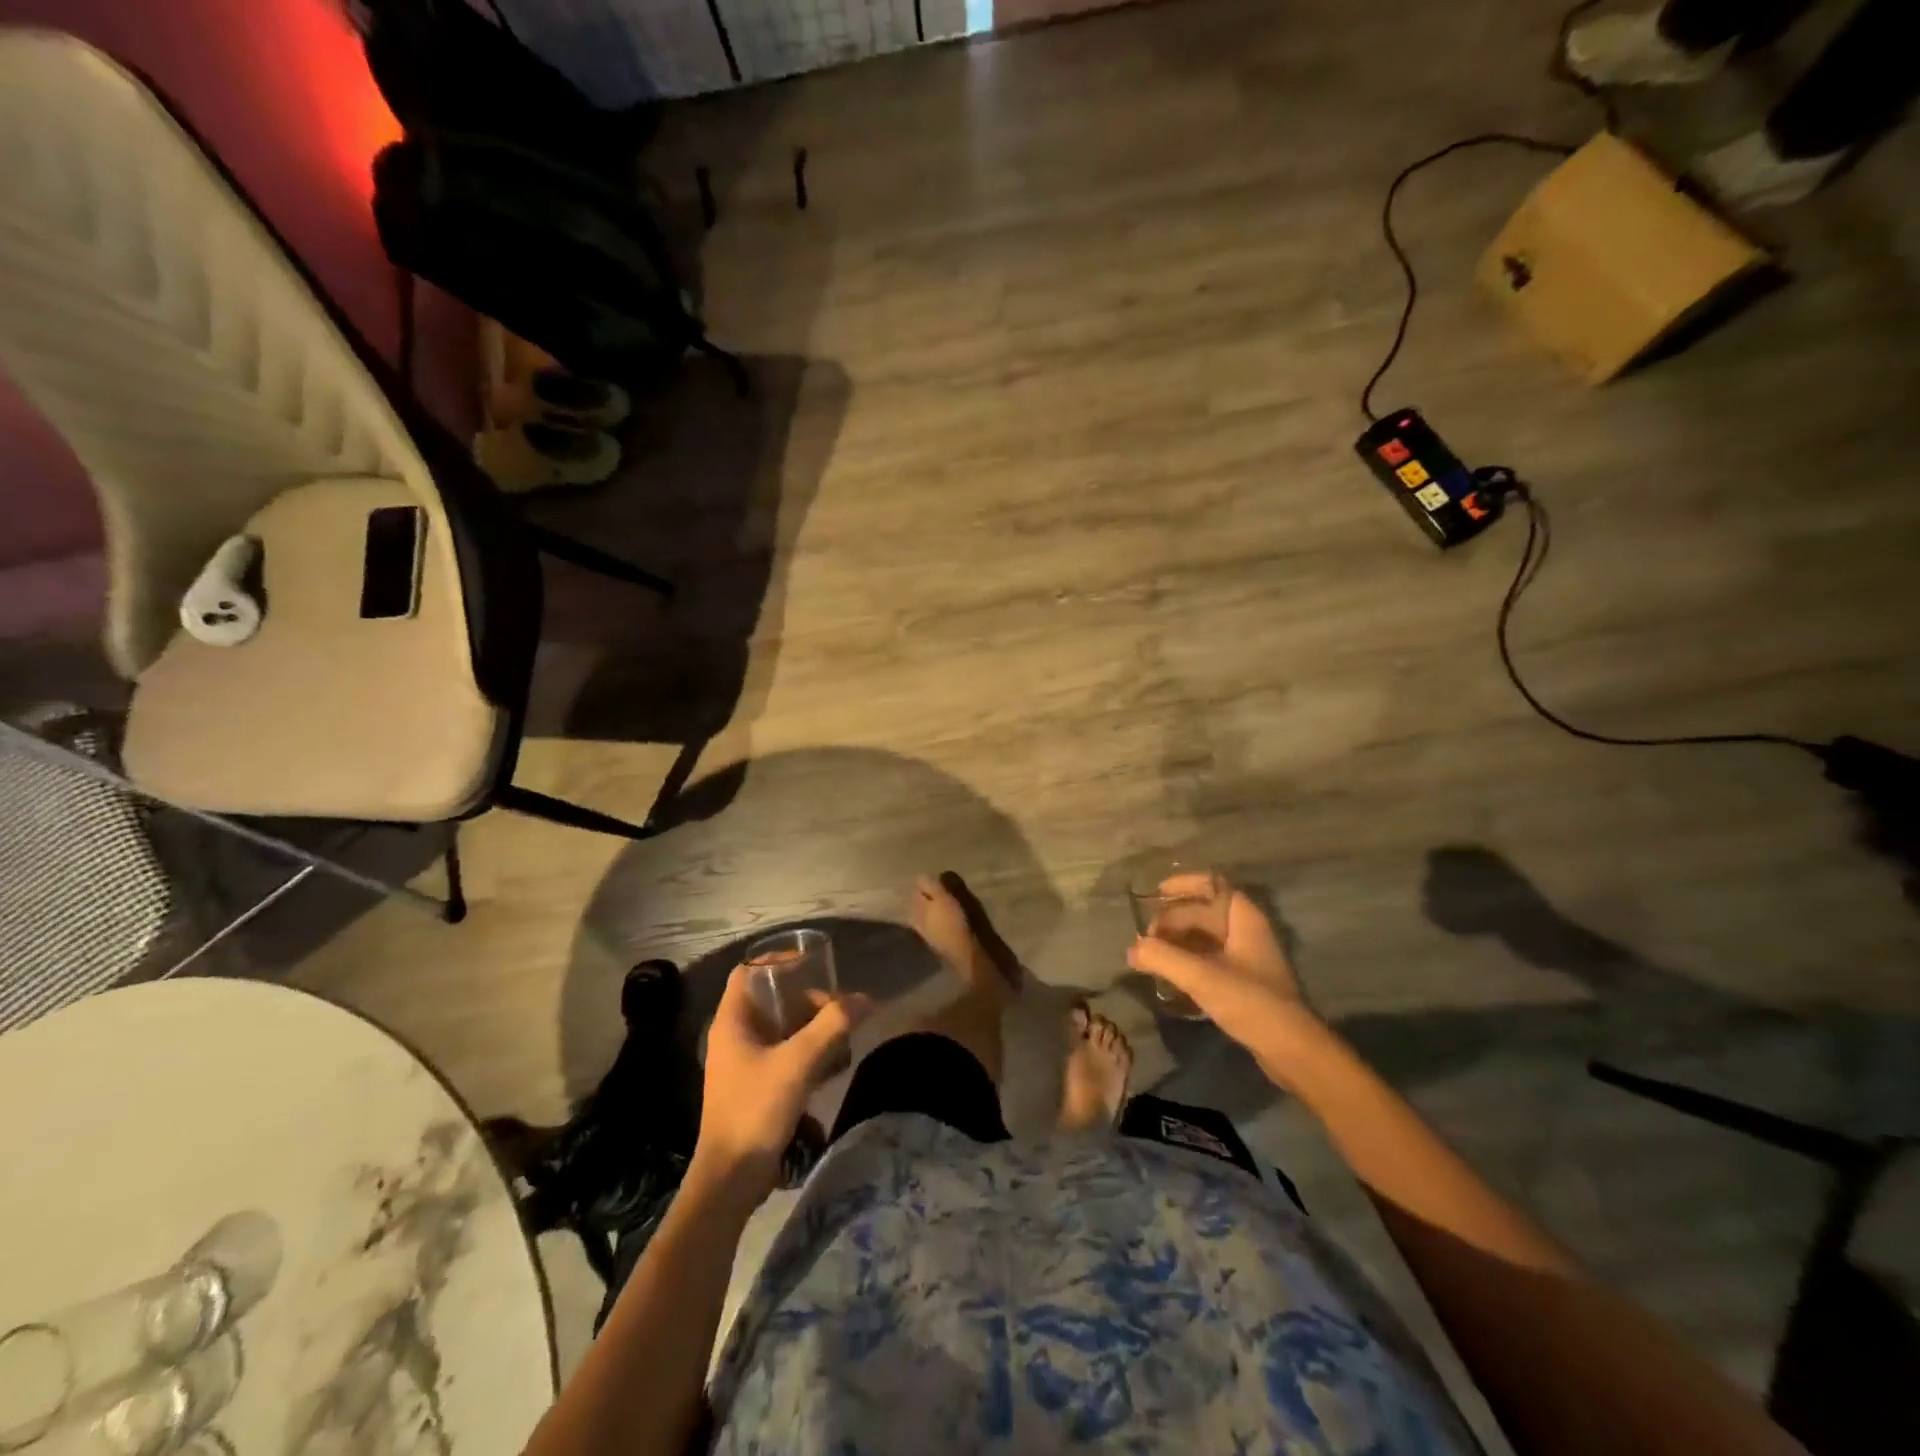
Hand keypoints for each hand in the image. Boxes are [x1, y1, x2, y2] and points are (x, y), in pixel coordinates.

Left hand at [694, 965, 872, 1201]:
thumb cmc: (756, 1109)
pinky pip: (780, 1052)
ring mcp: (740, 1063)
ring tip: (839, 1032)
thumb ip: (832, 1026)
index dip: (777, 960)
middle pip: (769, 999)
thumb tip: (864, 998)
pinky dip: (803, 1048)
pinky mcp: (751, 1086)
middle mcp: (732, 1036)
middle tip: (836, 1006)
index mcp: (731, 1021)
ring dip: (808, 1025)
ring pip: (777, 1027)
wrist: (730, 1179)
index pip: (748, 971)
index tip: (811, 962)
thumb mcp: (799, 1062)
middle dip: (804, 997)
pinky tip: (828, 1062)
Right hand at [1127, 889, 1320, 1060]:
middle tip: (1145, 937)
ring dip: (1177, 941)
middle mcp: (1246, 932)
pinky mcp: (1243, 983)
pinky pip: (1208, 959)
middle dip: (1173, 919)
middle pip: (1204, 912)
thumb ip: (1163, 958)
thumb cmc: (1251, 1002)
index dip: (1185, 884)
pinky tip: (1168, 974)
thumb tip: (1132, 949)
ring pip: (1205, 937)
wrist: (1291, 1050)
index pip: (1214, 885)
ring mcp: (1246, 958)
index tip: (1157, 892)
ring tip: (1149, 954)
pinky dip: (1187, 960)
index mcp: (1244, 919)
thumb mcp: (1202, 977)